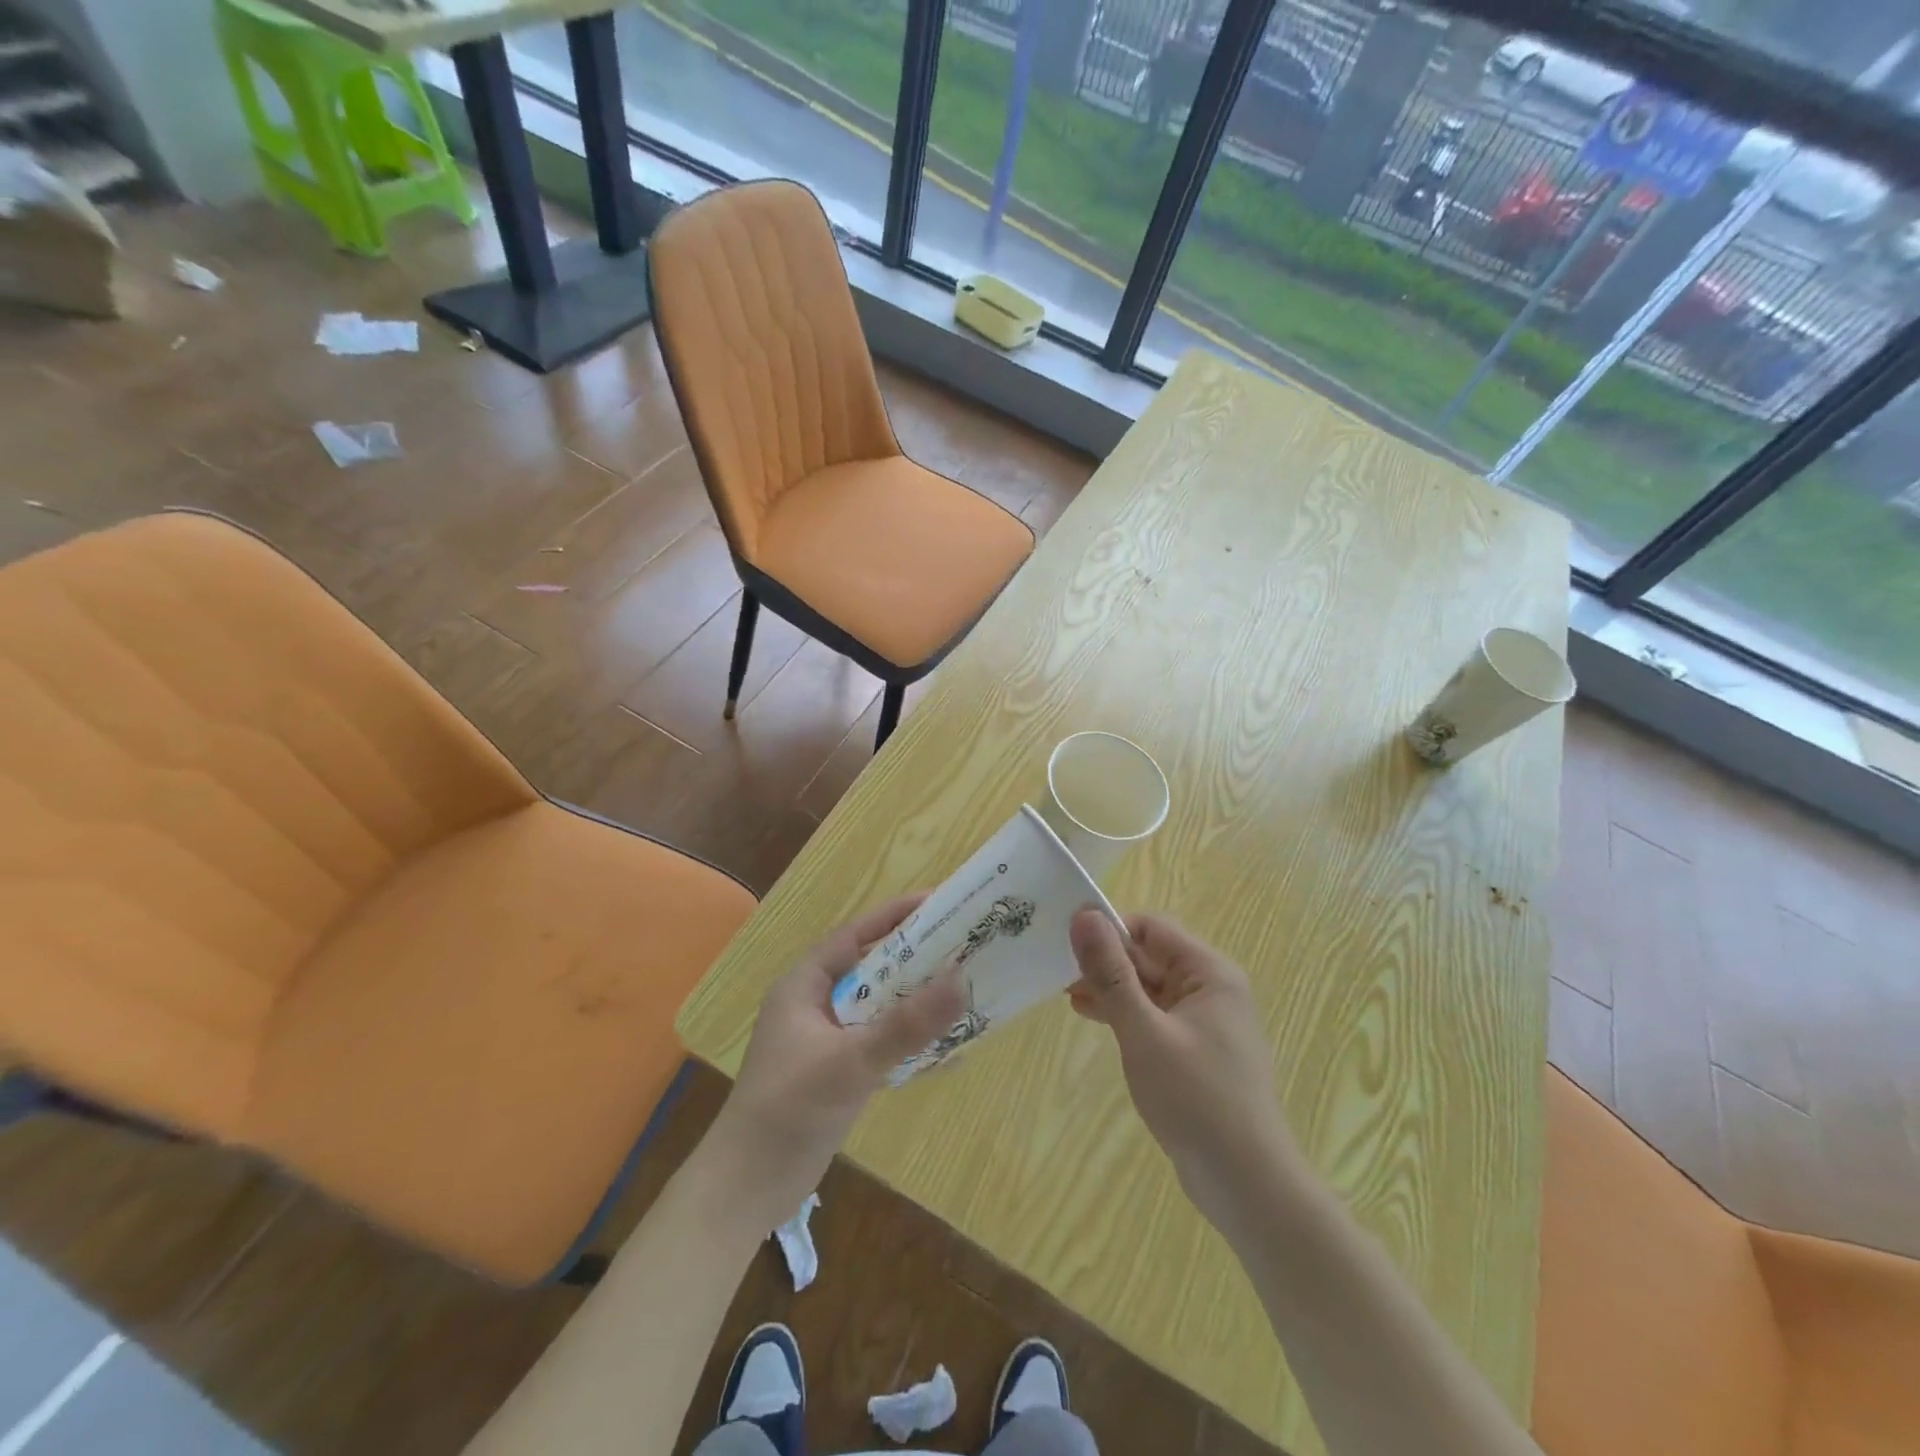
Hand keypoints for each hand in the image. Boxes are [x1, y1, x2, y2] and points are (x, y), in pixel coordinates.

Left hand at [710, 896, 964, 1227]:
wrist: (747, 1188)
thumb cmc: (789, 1110)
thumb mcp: (850, 1062)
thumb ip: (906, 1025)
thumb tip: (961, 979)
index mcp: (804, 985)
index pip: (855, 935)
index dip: (895, 917)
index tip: (939, 903)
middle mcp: (815, 1004)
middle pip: (872, 968)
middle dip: (915, 957)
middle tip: (963, 945)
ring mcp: (826, 1039)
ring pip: (879, 1005)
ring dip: (915, 999)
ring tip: (964, 987)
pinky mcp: (838, 1071)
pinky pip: (881, 1040)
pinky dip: (909, 1037)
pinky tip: (947, 1044)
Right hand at [1068, 910, 1299, 1236]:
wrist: (1247, 1184)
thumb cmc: (1195, 1098)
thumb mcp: (1144, 1031)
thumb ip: (1111, 973)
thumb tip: (1084, 915)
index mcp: (1209, 973)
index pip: (1151, 929)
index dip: (1110, 931)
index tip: (1068, 944)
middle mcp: (1212, 989)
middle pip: (1150, 957)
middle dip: (1106, 963)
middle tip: (1058, 973)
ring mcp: (1205, 1023)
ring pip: (1149, 988)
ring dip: (1112, 989)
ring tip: (1068, 996)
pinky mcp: (1196, 1052)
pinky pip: (1155, 1017)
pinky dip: (1126, 1015)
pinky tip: (1094, 1018)